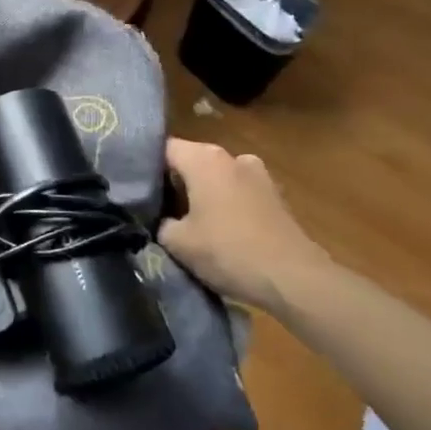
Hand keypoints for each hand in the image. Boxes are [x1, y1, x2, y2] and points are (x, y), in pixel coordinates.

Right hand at [157, 139, 332, 314]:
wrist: (294, 279)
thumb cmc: (228, 251)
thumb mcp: (177, 242)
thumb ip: (160, 222)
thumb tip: (160, 219)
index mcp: (204, 158)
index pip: (163, 150)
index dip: (145, 169)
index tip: (136, 190)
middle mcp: (231, 156)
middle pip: (191, 162)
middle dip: (175, 183)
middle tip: (158, 210)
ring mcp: (258, 175)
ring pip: (217, 178)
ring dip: (203, 195)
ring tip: (191, 223)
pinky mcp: (276, 197)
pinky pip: (239, 194)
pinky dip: (227, 207)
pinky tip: (222, 232)